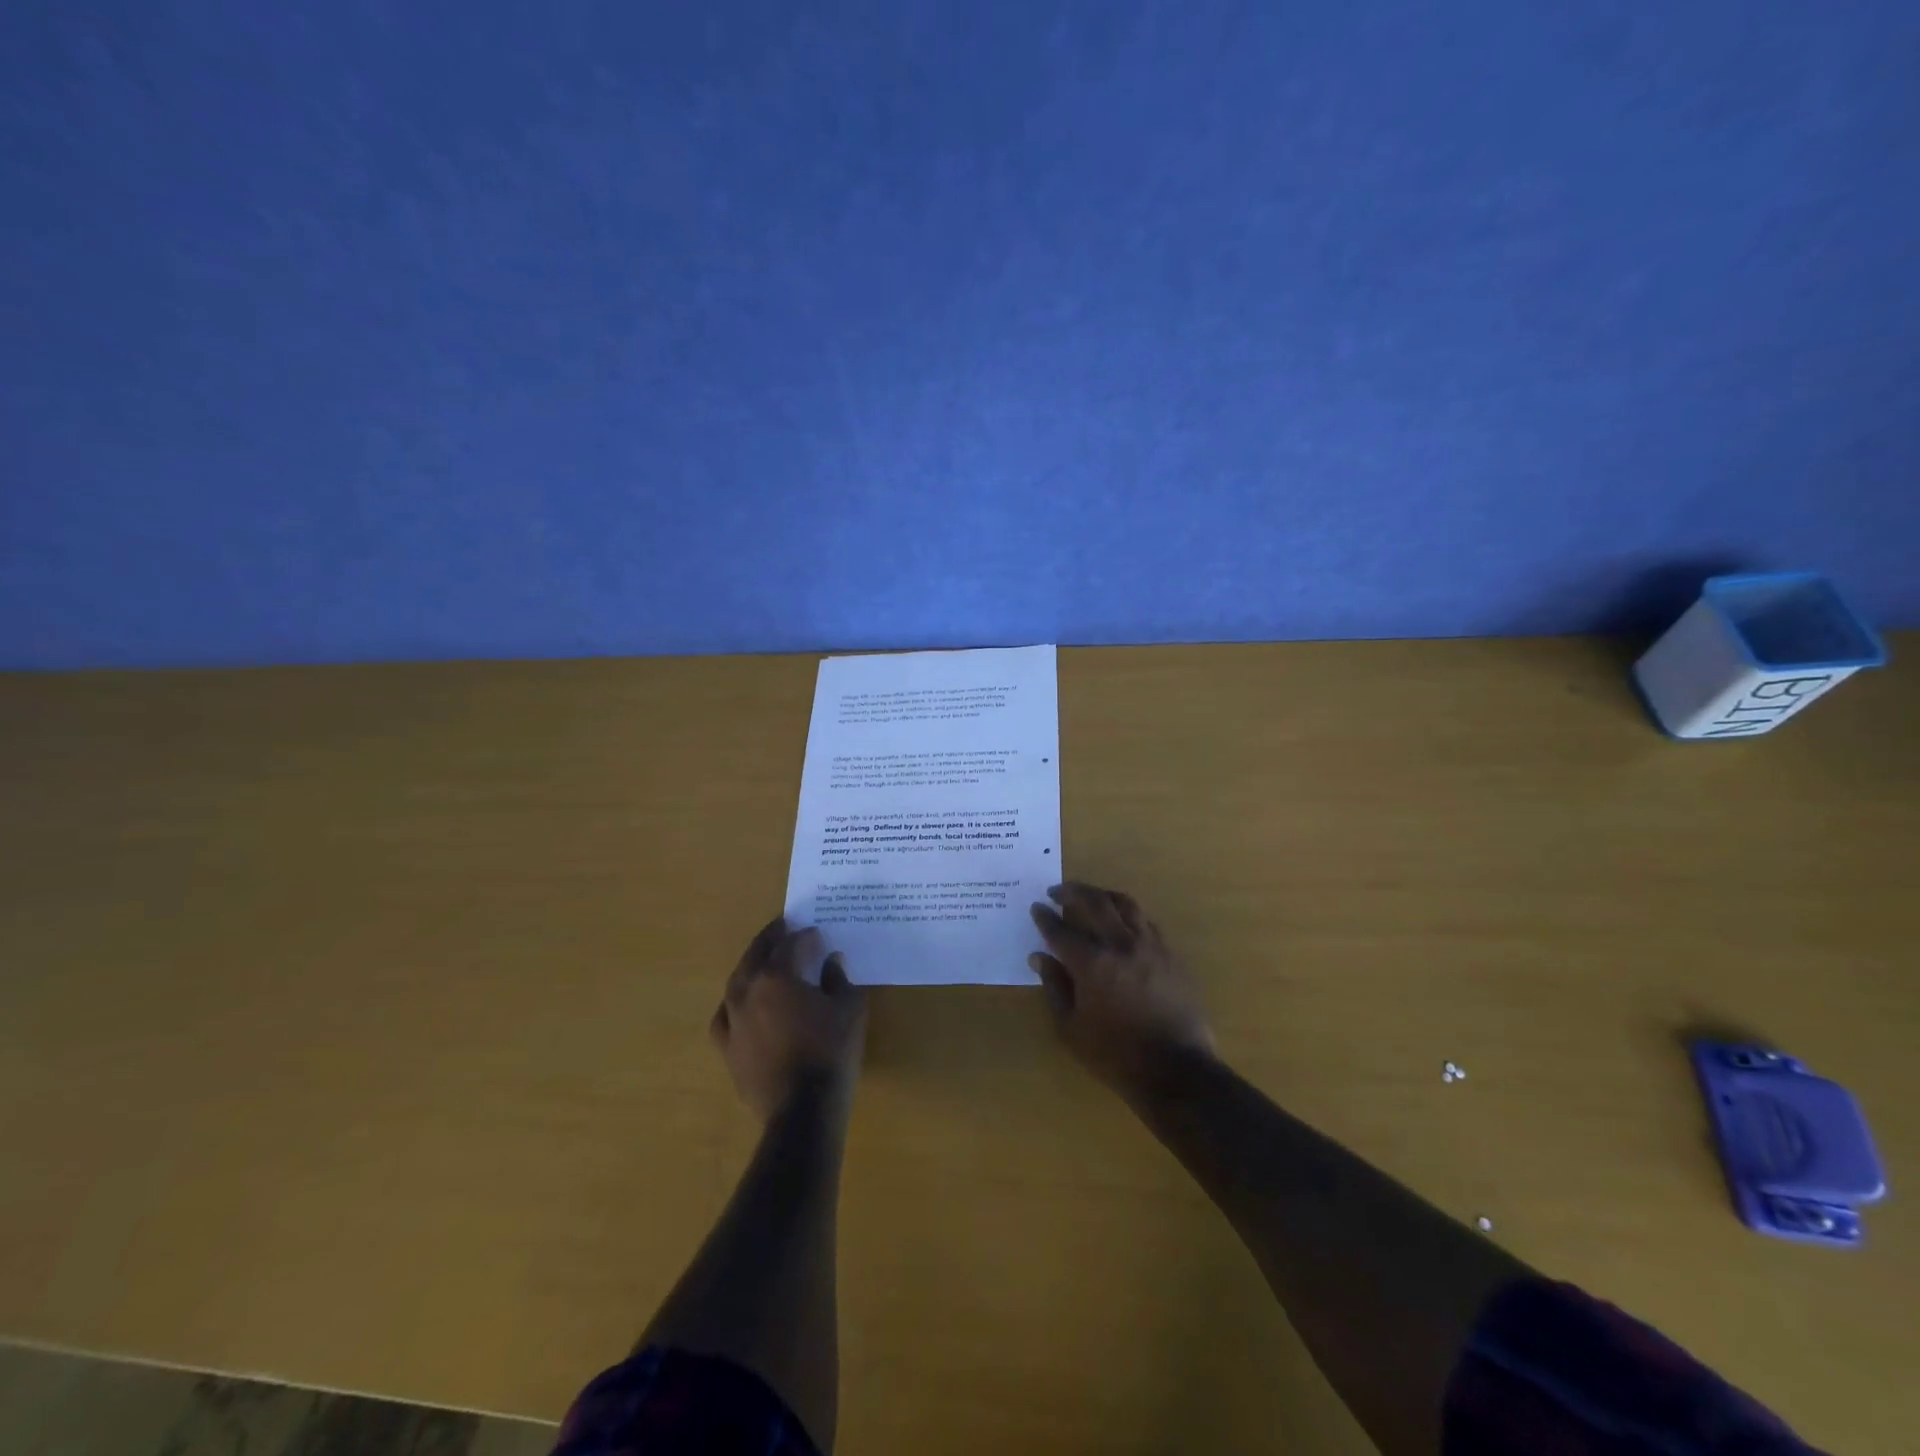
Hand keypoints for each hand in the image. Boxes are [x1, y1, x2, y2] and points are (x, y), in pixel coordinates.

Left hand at [711, 917, 867, 1123]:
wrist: (801, 1109)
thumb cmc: (830, 1052)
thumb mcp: (849, 1009)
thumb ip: (839, 978)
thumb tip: (830, 961)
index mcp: (777, 976)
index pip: (790, 945)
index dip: (805, 936)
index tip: (816, 933)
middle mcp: (748, 991)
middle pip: (756, 954)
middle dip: (771, 938)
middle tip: (783, 927)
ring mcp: (732, 1019)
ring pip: (737, 981)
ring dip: (752, 965)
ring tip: (765, 961)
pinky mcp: (726, 1047)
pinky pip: (725, 1015)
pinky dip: (734, 1003)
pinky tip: (742, 1004)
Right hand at [1030, 882, 1215, 1093]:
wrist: (1176, 1069)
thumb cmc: (1115, 1054)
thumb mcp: (1071, 1027)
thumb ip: (1054, 986)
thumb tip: (1039, 957)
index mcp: (1091, 963)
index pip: (1060, 930)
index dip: (1045, 917)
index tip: (1037, 907)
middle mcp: (1120, 944)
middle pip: (1094, 902)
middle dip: (1072, 892)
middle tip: (1057, 891)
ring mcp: (1149, 945)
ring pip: (1124, 904)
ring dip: (1102, 894)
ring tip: (1090, 896)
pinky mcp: (1170, 953)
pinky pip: (1146, 921)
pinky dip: (1128, 914)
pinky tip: (1121, 922)